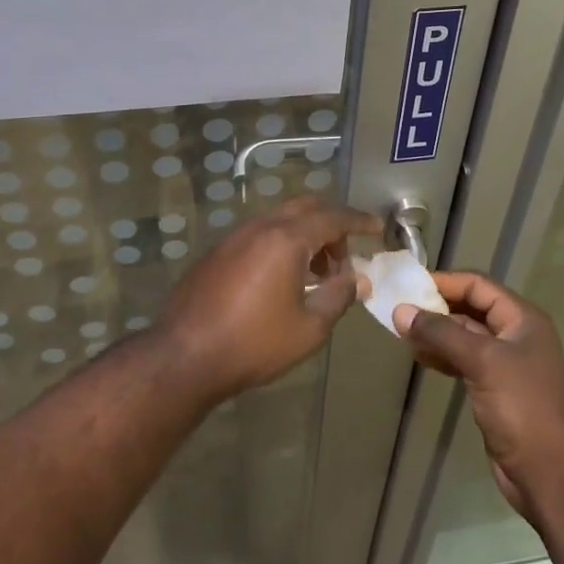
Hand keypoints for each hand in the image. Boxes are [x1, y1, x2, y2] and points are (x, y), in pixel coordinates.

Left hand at [154, 197, 380, 400]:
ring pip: (280, 219)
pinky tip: (284, 278)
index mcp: (286, 239)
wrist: (185, 355)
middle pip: (305, 208)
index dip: (358, 221)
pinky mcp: (218, 252)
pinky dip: (282, 243)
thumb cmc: (254, 343)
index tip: (377, 228)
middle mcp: (260, 227)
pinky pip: (260, 234)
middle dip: (332, 224)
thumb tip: (357, 280)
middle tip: (346, 256)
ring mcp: (235, 237)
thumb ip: (338, 297)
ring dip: (305, 235)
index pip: (332, 217)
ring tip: (318, 273)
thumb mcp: (308, 328)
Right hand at [393, 273, 563, 523]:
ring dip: (436, 333)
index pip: (478, 285)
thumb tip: (400, 311)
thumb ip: (440, 333)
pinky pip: (464, 360)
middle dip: (437, 308)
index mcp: (522, 319)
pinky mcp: (495, 388)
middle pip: (471, 309)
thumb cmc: (521, 407)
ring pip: (465, 336)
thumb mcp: (481, 361)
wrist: (548, 473)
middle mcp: (516, 335)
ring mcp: (506, 363)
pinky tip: (420, 358)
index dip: (445, 282)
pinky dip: (442, 356)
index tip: (409, 285)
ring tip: (403, 334)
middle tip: (400, 310)